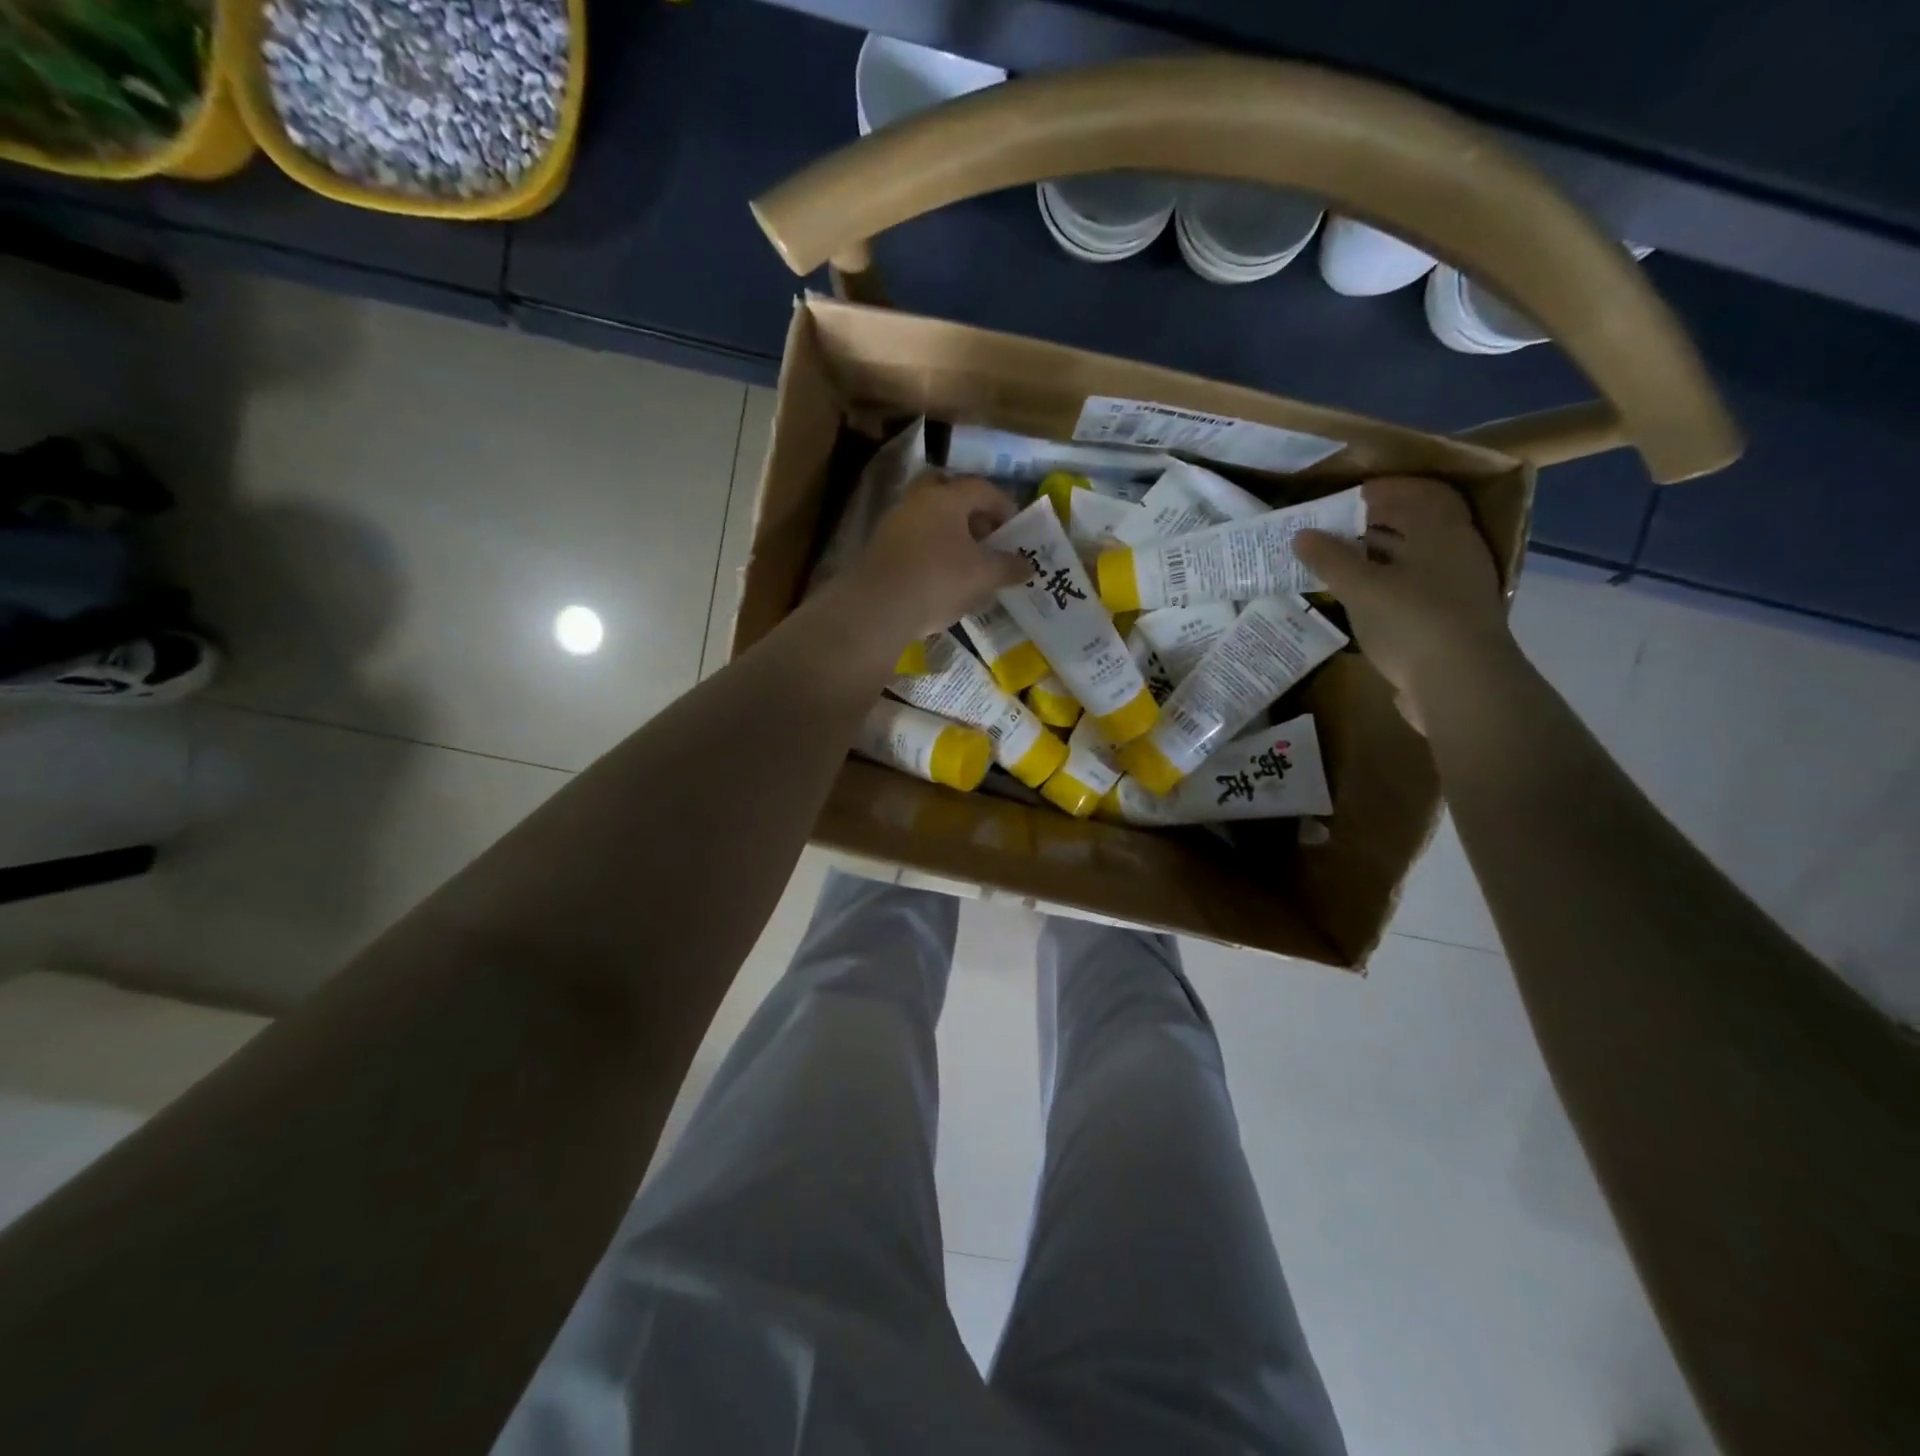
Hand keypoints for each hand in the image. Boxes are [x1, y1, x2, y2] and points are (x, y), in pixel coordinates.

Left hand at [839, 473, 1028, 641]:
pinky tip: (940, 575)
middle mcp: (918, 500)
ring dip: (949, 532)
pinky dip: (930, 549)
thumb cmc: (939, 579)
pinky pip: (913, 539)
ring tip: (966, 560)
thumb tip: (1028, 566)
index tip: (1015, 528)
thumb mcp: (983, 575)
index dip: (1003, 505)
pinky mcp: (879, 548)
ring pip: (928, 517)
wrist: (879, 606)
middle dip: (969, 511)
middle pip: (948, 492)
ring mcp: (894, 522)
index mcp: (947, 496)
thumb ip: (1008, 567)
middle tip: (984, 534)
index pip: (981, 488)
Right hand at [1295, 476, 1514, 728]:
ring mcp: (1453, 589)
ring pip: (1408, 560)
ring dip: (1372, 558)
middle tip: (1326, 531)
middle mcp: (1454, 553)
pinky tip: (1353, 599)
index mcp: (1442, 532)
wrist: (1459, 686)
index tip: (1338, 500)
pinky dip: (1380, 587)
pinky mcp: (1445, 621)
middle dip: (1369, 525)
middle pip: (1412, 525)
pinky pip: (1408, 590)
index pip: (1416, 492)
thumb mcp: (1362, 587)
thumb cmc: (1412, 622)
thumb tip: (1301, 534)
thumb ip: (1330, 559)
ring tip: (1332, 564)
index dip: (1378, 491)